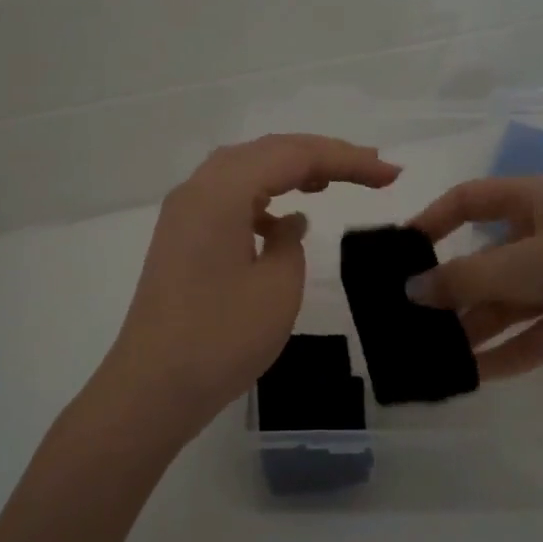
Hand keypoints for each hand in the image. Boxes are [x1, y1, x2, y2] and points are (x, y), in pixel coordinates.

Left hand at [97, 134, 399, 439]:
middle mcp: (197, 190)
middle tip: (370, 168)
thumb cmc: (220, 338)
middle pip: (266, 152)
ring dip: (289, 172)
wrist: (152, 388)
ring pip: (244, 172)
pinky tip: (282, 222)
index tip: (390, 174)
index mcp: (221, 192)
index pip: (293, 155)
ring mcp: (183, 215)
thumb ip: (290, 242)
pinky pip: (227, 200)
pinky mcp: (180, 240)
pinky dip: (262, 199)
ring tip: (330, 183)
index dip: (347, 159)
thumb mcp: (276, 287)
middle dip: (321, 155)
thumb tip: (286, 223)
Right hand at [406, 174, 542, 374]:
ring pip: (505, 305)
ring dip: (473, 330)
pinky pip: (532, 336)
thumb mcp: (537, 260)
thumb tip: (411, 288)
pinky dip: (506, 355)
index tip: (398, 254)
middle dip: (448, 292)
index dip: (431, 222)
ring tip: (431, 357)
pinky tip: (473, 376)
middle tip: (407, 323)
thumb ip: (471, 277)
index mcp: (533, 201)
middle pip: (483, 262)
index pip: (468, 201)